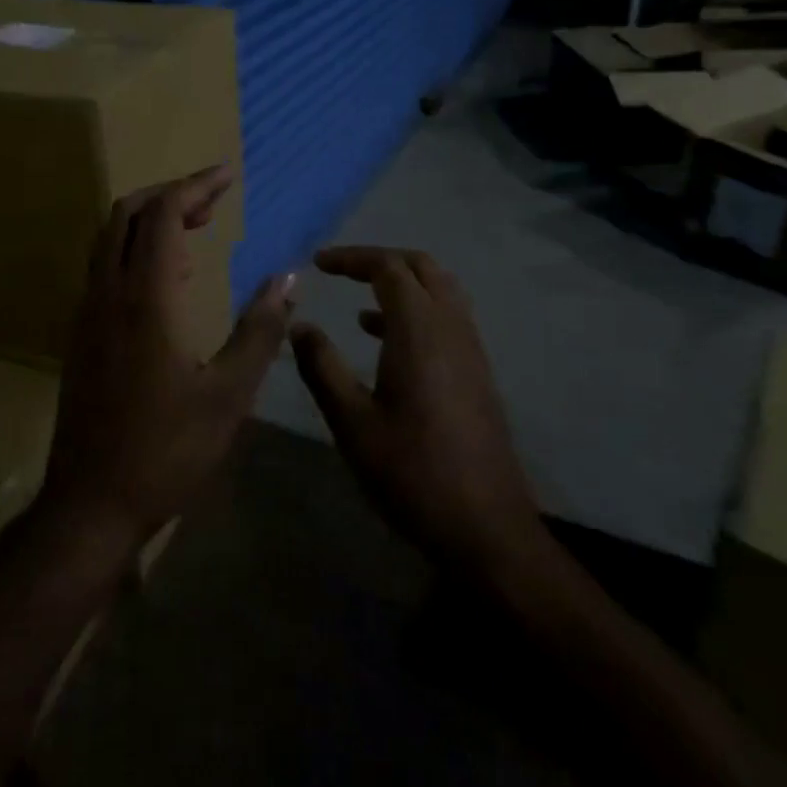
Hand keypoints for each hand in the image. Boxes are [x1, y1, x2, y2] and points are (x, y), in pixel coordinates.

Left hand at [42, 166, 296, 545]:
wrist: (91, 503)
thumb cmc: (167, 451)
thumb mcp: (229, 395)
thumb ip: (260, 330)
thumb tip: (288, 279)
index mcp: (145, 299)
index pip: (162, 215)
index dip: (196, 187)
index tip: (228, 175)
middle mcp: (107, 294)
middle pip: (127, 214)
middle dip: (170, 194)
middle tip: (214, 199)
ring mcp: (88, 313)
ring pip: (109, 239)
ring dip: (149, 219)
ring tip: (197, 226)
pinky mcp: (82, 335)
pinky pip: (105, 268)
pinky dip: (136, 249)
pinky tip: (170, 277)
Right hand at [290, 247, 549, 580]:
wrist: (485, 527)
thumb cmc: (411, 472)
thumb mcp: (352, 422)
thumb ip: (322, 367)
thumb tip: (300, 326)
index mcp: (420, 330)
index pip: (388, 268)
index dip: (351, 258)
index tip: (318, 263)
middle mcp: (452, 328)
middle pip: (421, 267)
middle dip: (380, 260)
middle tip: (341, 270)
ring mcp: (470, 349)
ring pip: (440, 291)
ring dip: (401, 284)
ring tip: (358, 300)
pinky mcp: (477, 373)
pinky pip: (447, 318)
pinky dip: (416, 310)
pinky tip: (384, 339)